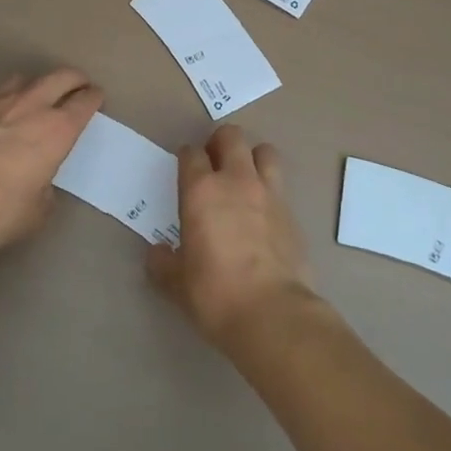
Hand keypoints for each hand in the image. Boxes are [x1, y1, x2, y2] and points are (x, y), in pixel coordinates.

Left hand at [0, 68, 102, 252]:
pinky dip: (1, 100)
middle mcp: (31, 106)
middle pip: (61, 76)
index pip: (85, 102)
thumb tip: (39, 184)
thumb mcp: (36, 213)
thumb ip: (45, 191)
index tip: (97, 97)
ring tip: (35, 96)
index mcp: (57, 130)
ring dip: (36, 85)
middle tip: (78, 85)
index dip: (94, 97)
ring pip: (24, 79)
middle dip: (74, 79)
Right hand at [146, 125, 316, 347]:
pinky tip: (264, 214)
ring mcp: (269, 193)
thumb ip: (164, 263)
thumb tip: (157, 254)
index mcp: (202, 190)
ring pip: (264, 151)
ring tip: (245, 178)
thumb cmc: (215, 294)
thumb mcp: (177, 283)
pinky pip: (280, 187)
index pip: (191, 153)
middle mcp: (236, 180)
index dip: (187, 158)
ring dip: (253, 157)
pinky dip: (270, 191)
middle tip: (214, 163)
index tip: (185, 169)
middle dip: (220, 143)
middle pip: (231, 136)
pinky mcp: (292, 213)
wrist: (273, 314)